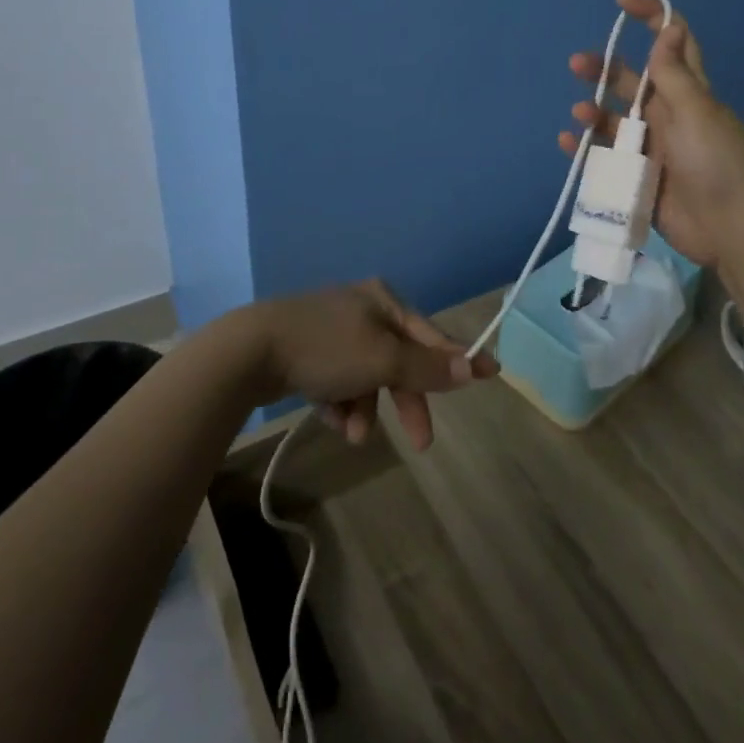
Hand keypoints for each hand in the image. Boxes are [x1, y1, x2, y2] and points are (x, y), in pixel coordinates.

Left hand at [236, 280, 497, 451]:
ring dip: (366, 407)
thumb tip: (473, 366)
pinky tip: (329, 414)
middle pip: (399, 360)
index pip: (430, 333)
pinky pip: (340, 382)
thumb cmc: (327, 349)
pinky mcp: (308, 352)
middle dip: (406, 399)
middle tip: (421, 442)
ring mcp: (333, 329)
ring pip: (367, 376)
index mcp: (383, 300)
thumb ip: (427, 366)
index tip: (491, 374)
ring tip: (353, 432)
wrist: (252, 351)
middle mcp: (361, 309)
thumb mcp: (383, 359)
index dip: (458, 358)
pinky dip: (340, 402)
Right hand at [559, 0, 743, 267]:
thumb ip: (674, 74)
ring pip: (615, 119)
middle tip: (577, 63)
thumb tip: (670, 27)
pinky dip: (586, 148)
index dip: (652, 16)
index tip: (622, 2)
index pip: (672, 42)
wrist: (730, 230)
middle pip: (632, 81)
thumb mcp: (697, 113)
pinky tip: (569, 143)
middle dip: (605, 68)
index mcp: (689, 93)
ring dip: (593, 111)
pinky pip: (606, 156)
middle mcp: (668, 114)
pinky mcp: (638, 176)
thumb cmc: (717, 164)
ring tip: (579, 113)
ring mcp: (652, 147)